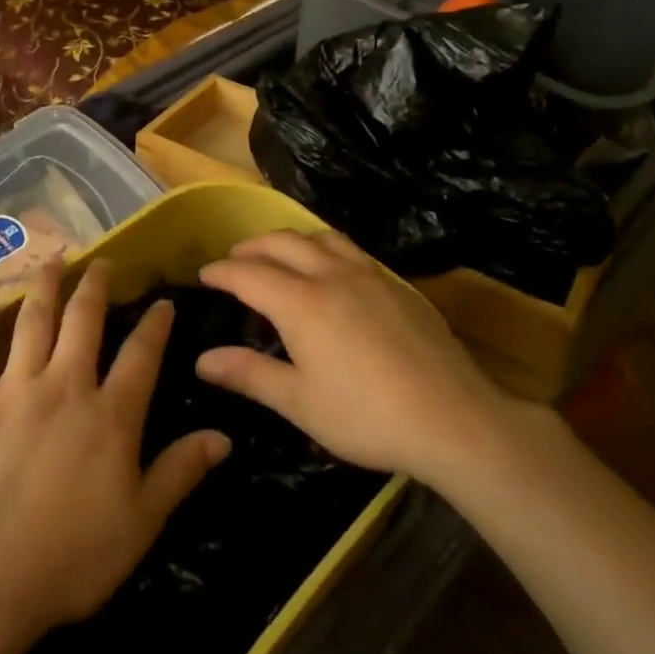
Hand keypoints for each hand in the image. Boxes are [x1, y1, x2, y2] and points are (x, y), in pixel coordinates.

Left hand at [0, 259, 230, 653]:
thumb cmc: (71, 559)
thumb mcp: (141, 523)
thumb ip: (181, 472)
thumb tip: (224, 436)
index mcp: (110, 414)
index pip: (142, 354)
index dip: (156, 324)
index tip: (163, 302)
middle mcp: (65, 386)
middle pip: (84, 320)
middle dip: (96, 285)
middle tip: (103, 262)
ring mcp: (15, 389)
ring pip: (33, 321)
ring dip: (44, 286)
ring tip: (53, 261)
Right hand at [196, 230, 517, 483]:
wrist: (452, 417)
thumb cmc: (367, 416)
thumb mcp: (299, 402)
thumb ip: (249, 374)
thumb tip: (202, 359)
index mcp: (300, 302)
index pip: (248, 273)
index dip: (221, 271)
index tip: (204, 274)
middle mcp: (330, 274)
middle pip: (281, 243)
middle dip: (251, 247)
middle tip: (234, 260)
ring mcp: (367, 273)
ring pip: (318, 236)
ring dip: (288, 239)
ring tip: (277, 255)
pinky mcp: (395, 282)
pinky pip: (348, 248)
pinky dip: (323, 247)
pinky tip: (330, 270)